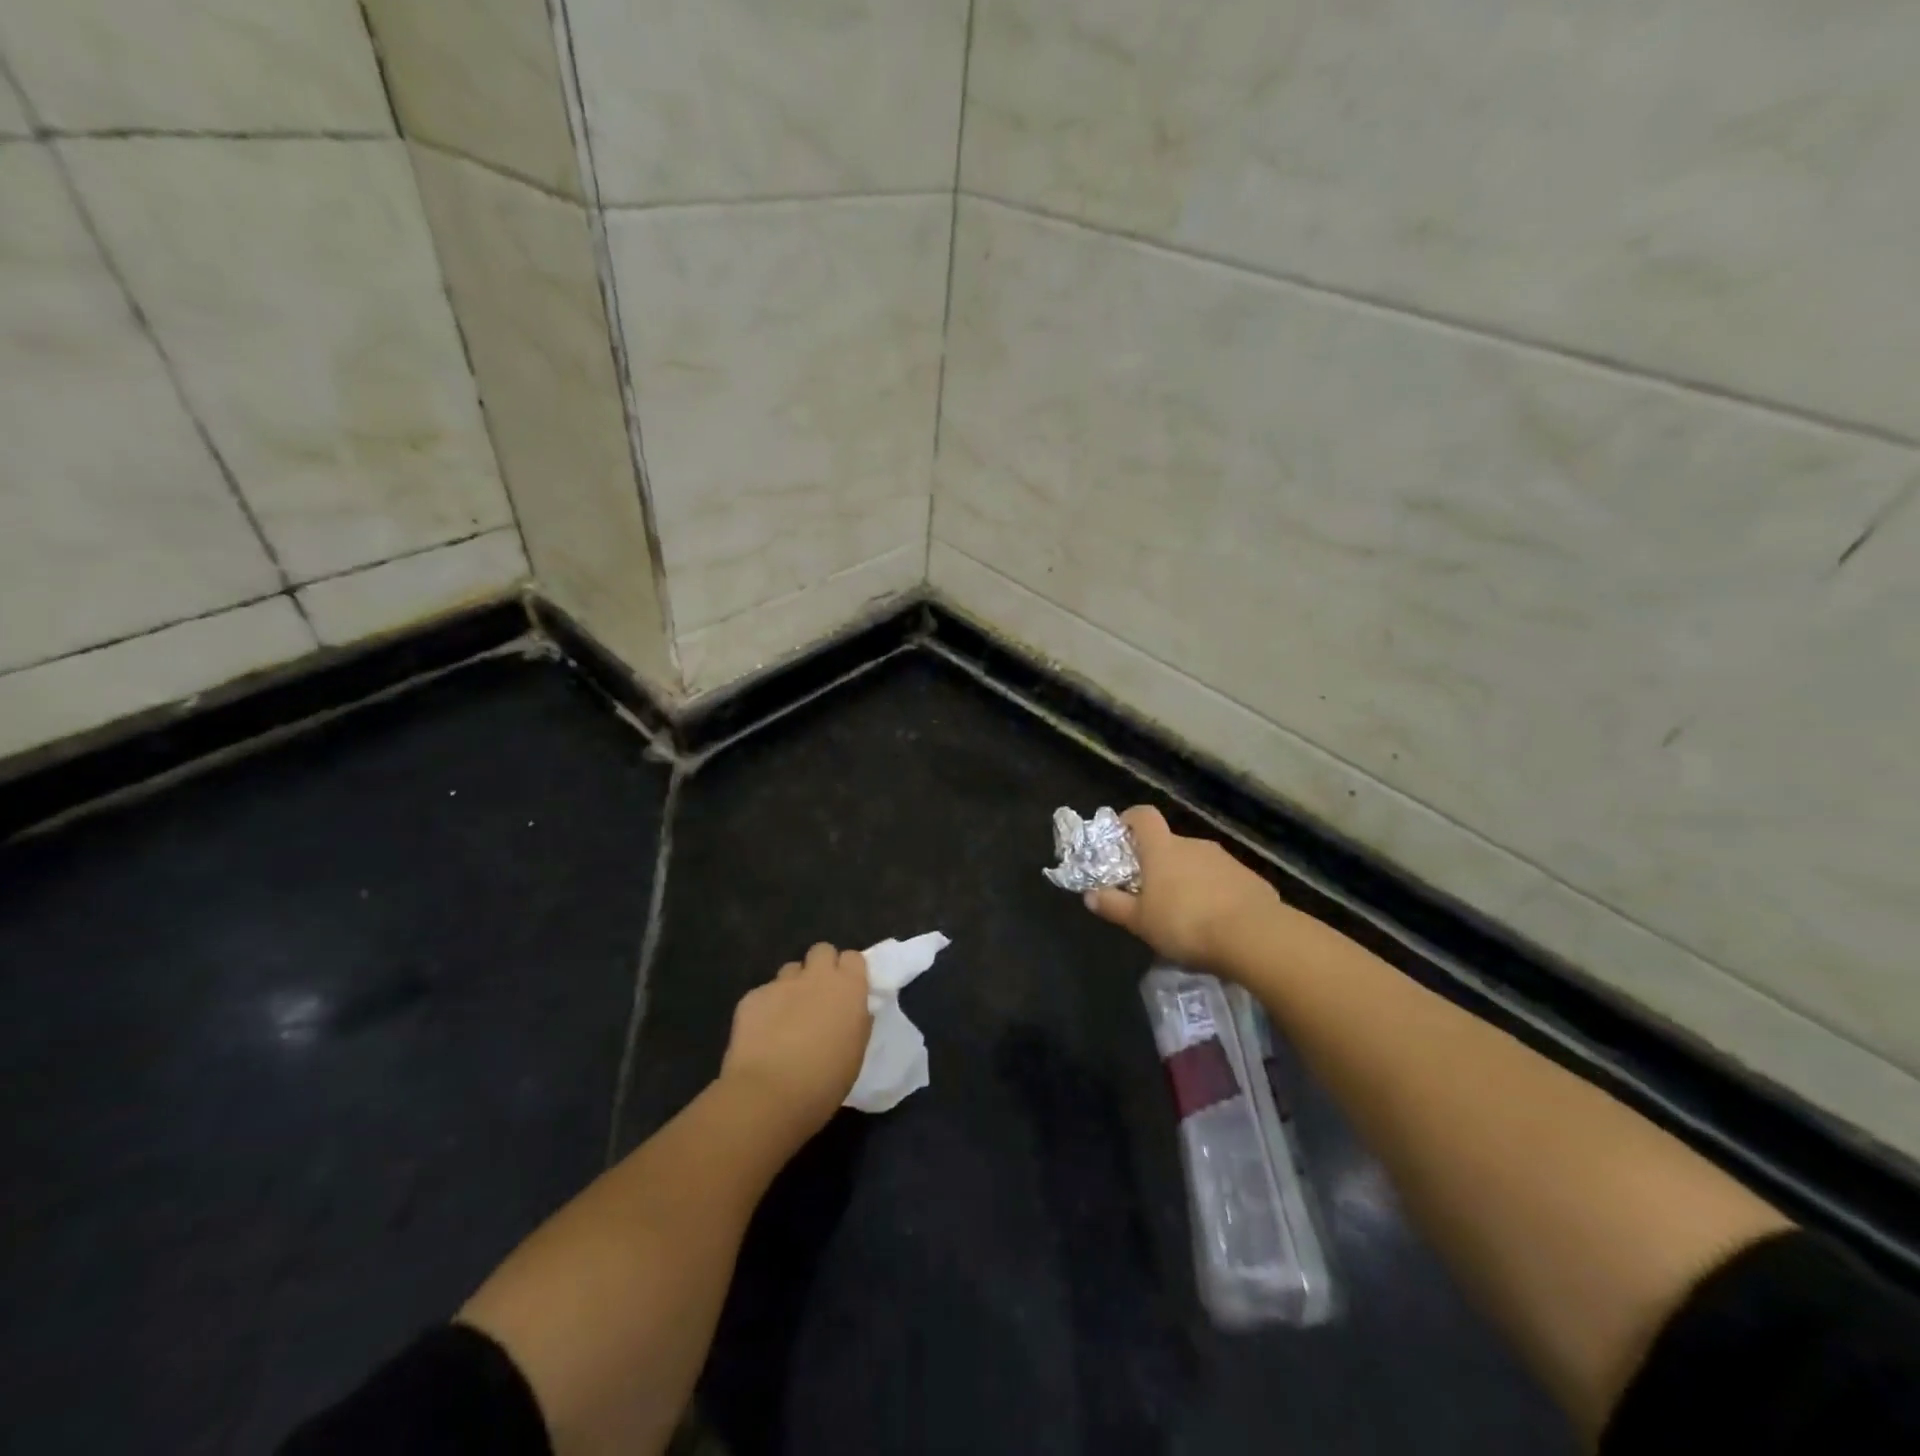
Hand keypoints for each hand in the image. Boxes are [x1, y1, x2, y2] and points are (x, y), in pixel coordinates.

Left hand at [720, 943, 871, 1135]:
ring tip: (788, 1017)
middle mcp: (816, 976)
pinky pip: (764, 993)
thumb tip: (852, 1011)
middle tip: (819, 997)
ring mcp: (781, 984)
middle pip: (821, 950)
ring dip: (793, 986)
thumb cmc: (824, 1081)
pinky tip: (762, 1035)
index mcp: (848, 988)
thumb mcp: (855, 1052)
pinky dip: (766, 1008)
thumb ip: (856, 1021)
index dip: (849, 972)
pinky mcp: (752, 997)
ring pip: (791, 970)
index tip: (847, 992)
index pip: (853, 957)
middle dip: (821, 967)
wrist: (768, 1095)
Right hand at [1083, 806, 1282, 973]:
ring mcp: (1226, 859)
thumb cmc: (1185, 923)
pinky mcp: (1250, 878)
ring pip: (1197, 863)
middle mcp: (1194, 844)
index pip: (1143, 815)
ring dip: (1187, 880)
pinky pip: (1223, 880)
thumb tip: (1089, 895)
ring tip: (1184, 914)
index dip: (1130, 821)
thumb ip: (1113, 906)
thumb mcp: (1140, 922)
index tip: (1121, 840)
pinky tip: (1215, 922)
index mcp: (1163, 848)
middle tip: (1151, 894)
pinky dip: (1215, 894)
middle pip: (1169, 844)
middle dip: (1158, 863)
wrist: (1254, 936)